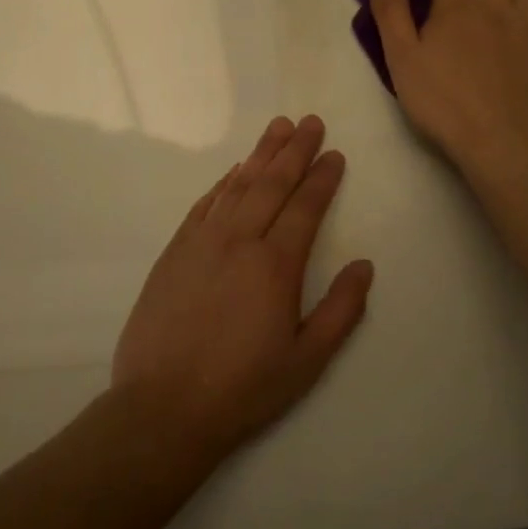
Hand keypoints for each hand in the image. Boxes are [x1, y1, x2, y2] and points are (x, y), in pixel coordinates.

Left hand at [111, 115, 373, 459]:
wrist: (163, 407)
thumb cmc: (243, 388)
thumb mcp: (306, 361)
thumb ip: (341, 310)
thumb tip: (364, 265)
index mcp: (275, 265)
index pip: (305, 207)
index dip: (322, 178)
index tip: (334, 154)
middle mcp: (239, 241)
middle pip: (272, 183)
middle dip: (294, 150)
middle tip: (310, 121)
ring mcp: (202, 242)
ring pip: (238, 186)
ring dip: (260, 154)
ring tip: (277, 128)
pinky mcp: (175, 251)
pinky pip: (204, 205)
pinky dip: (223, 183)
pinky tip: (235, 171)